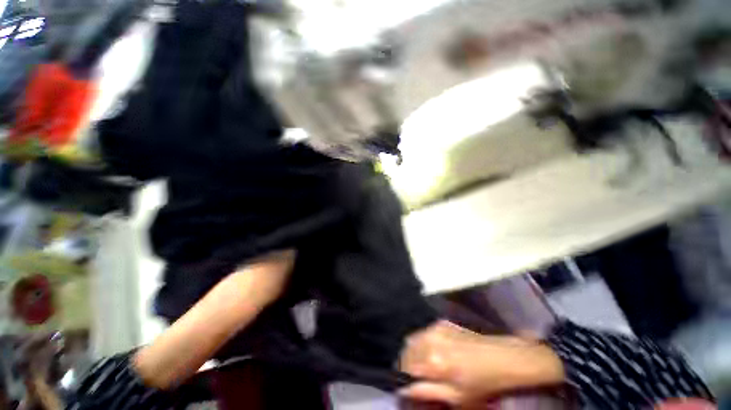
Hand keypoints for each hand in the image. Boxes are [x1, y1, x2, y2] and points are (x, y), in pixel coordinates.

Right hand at [399, 321, 564, 405]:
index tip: (404, 386)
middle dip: (405, 366)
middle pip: (405, 353)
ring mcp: (434, 329)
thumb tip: (404, 390)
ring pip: (411, 341)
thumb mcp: (456, 398)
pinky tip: (429, 351)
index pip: (405, 369)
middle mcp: (429, 341)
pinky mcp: (439, 323)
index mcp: (433, 362)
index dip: (402, 379)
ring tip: (420, 365)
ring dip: (411, 354)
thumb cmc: (482, 384)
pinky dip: (419, 343)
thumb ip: (427, 392)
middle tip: (412, 377)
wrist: (501, 358)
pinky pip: (421, 333)